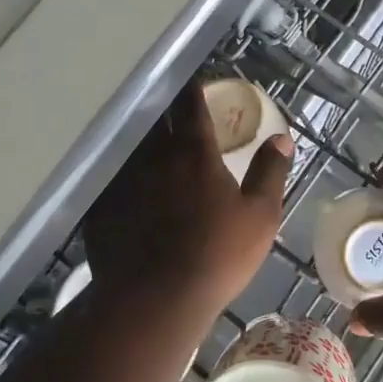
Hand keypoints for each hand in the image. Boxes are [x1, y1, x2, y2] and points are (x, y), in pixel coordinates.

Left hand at [84, 80, 291, 308]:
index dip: (193, 91)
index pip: (190, 107)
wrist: (156, 300)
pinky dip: (118, 173)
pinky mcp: (100, 206)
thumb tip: (282, 138)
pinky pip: (109, 178)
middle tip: (170, 106)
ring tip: (146, 139)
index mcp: (193, 153)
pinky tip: (122, 182)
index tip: (194, 82)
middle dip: (163, 107)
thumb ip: (270, 172)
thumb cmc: (217, 256)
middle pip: (155, 119)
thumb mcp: (260, 216)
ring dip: (140, 138)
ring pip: (130, 146)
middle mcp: (153, 156)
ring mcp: (122, 179)